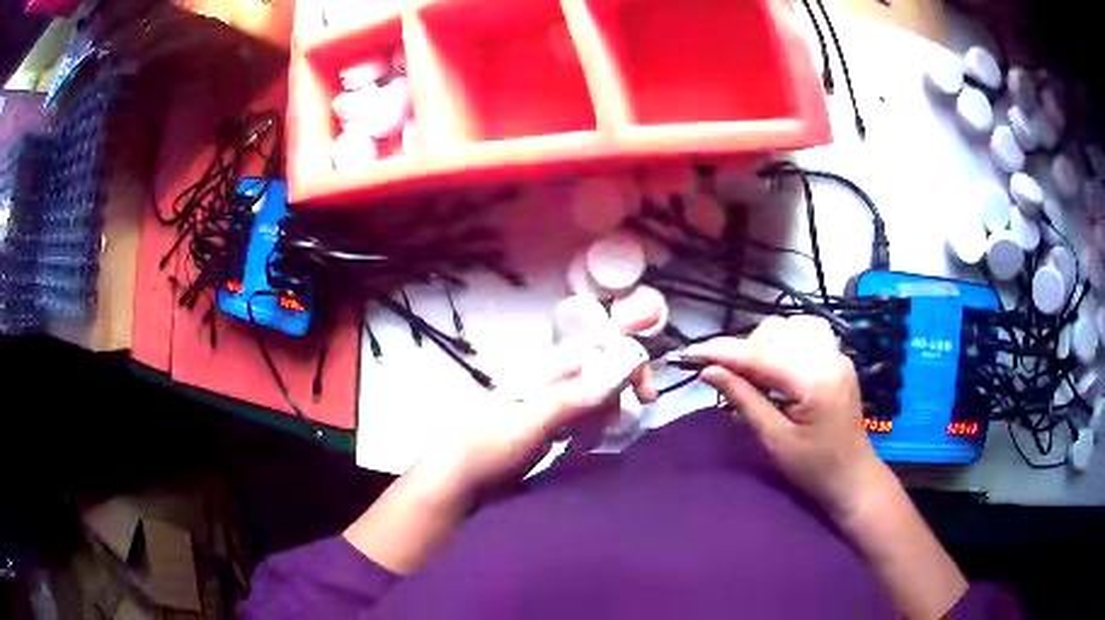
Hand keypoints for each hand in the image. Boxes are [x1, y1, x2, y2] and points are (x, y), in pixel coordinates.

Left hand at [431, 333, 653, 498]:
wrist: (459, 479)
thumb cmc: (490, 449)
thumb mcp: (531, 425)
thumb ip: (572, 398)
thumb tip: (618, 372)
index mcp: (545, 371)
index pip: (597, 348)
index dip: (627, 361)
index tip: (645, 393)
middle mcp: (549, 380)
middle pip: (599, 371)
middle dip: (618, 393)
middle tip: (618, 424)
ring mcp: (546, 402)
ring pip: (592, 395)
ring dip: (603, 415)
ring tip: (589, 441)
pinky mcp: (545, 423)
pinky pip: (580, 416)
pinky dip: (589, 428)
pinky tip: (578, 447)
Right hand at [684, 315, 887, 519]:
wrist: (853, 476)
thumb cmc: (813, 468)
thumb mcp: (774, 439)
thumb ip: (744, 399)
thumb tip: (709, 372)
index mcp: (814, 380)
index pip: (760, 356)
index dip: (722, 352)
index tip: (690, 353)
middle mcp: (829, 357)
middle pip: (776, 332)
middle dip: (746, 350)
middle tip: (728, 378)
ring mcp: (837, 354)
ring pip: (790, 327)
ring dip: (766, 344)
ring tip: (754, 375)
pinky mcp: (838, 358)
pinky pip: (805, 335)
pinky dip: (784, 344)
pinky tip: (778, 367)